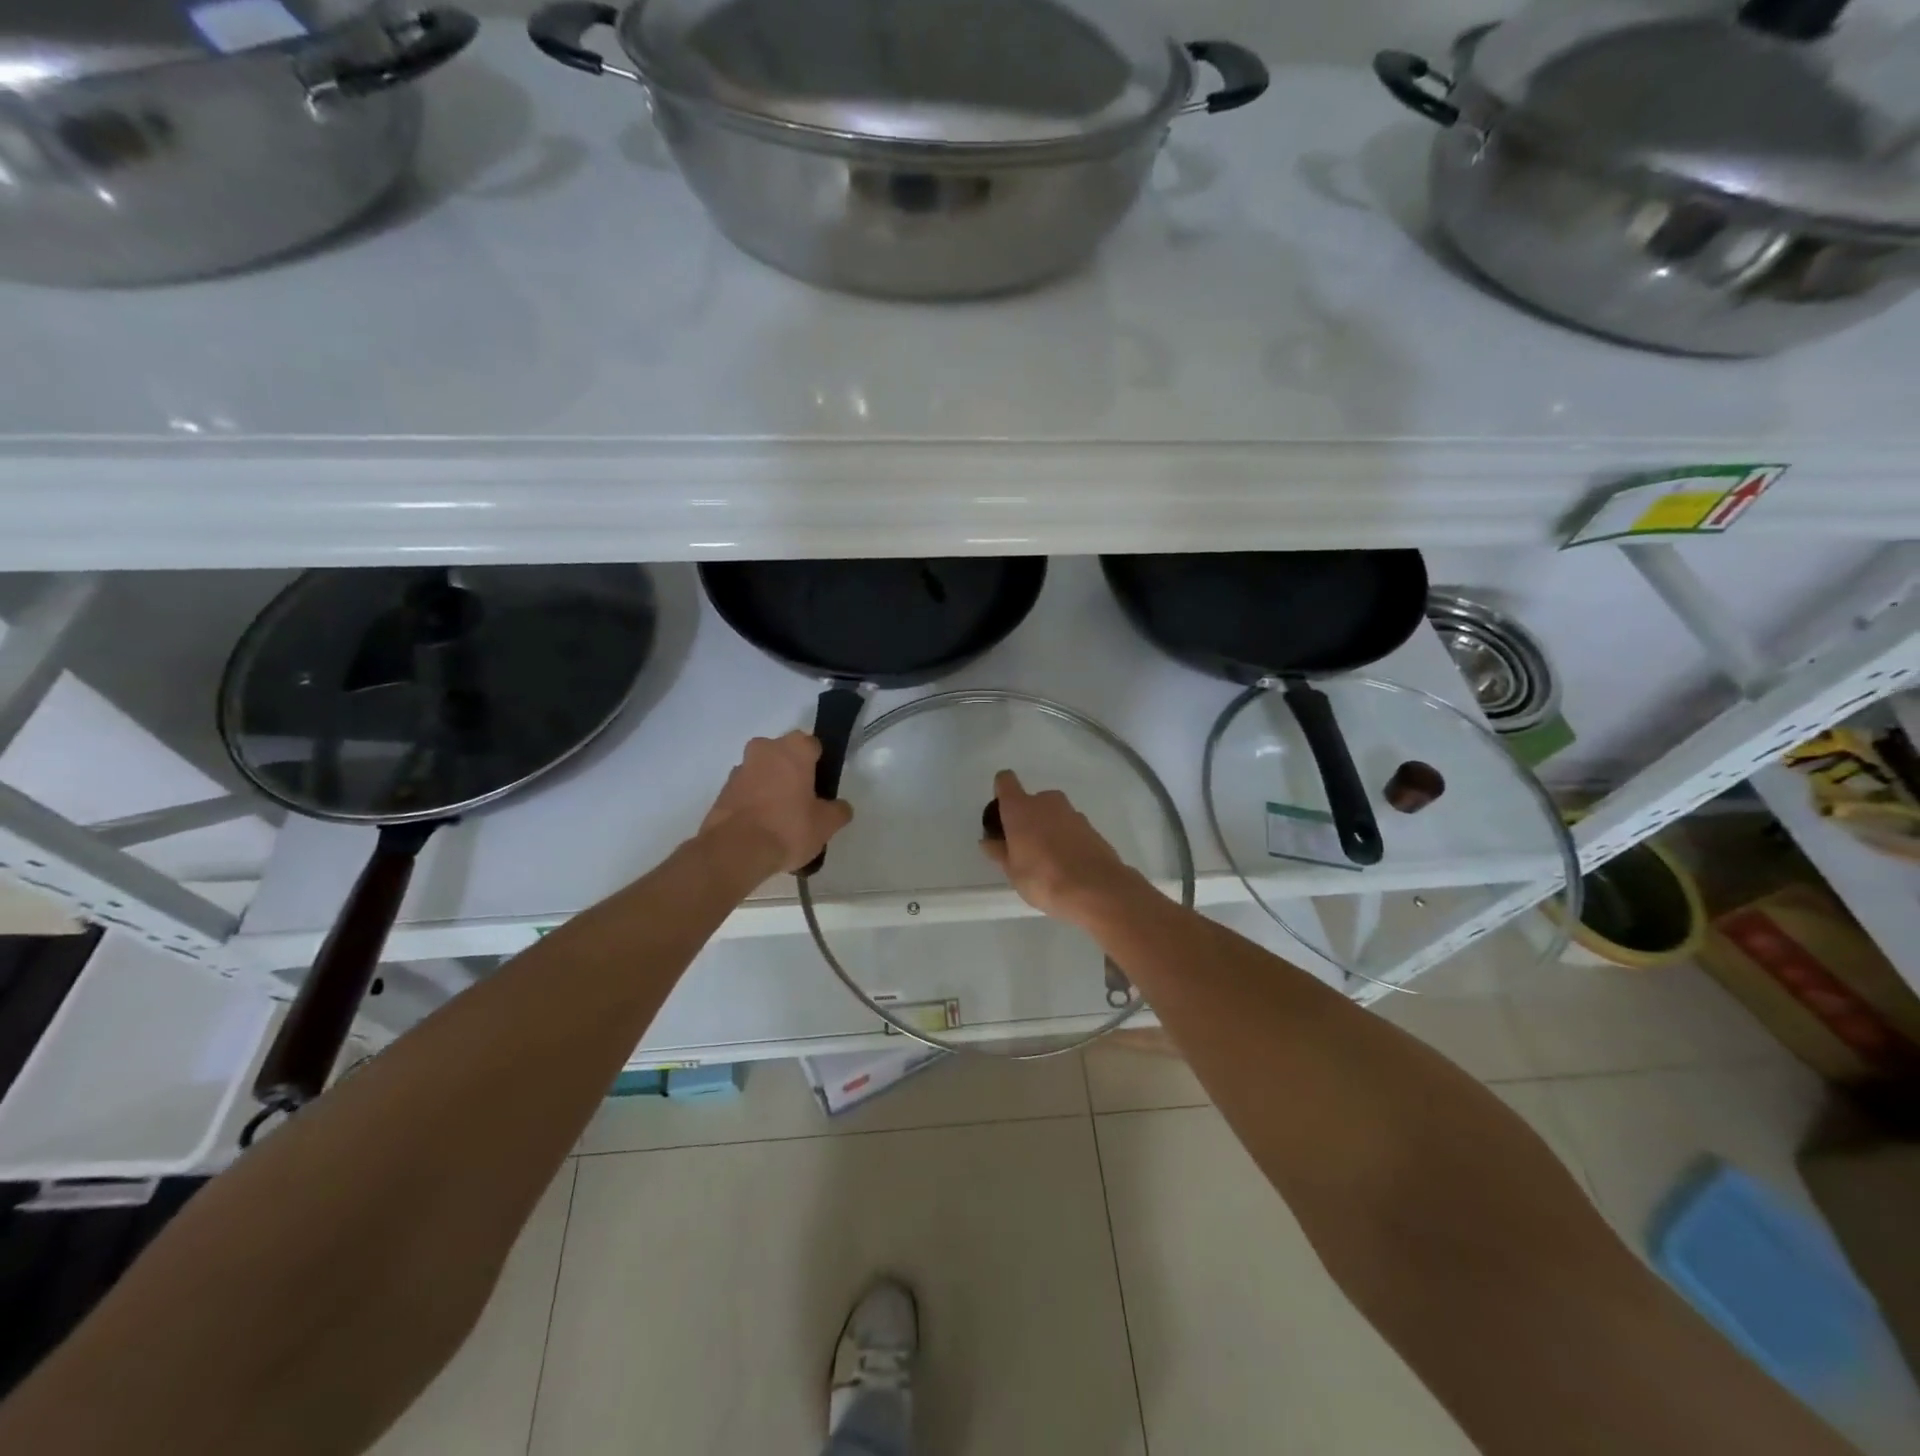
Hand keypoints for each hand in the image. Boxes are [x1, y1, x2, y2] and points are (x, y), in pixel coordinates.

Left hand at [701, 732, 852, 874]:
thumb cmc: (788, 828)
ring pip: (763, 771)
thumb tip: (840, 808)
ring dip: (771, 786)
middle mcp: (765, 749)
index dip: (820, 765)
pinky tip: (762, 826)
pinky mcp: (723, 790)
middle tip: (804, 801)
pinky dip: (754, 801)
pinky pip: (746, 790)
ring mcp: (740, 769)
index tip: (822, 787)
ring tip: (781, 818)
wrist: (735, 850)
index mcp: (794, 749)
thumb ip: (838, 811)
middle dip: (793, 772)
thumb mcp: (826, 824)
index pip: (813, 746)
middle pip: (784, 755)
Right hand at [980, 769, 1141, 929]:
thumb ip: (1000, 852)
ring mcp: (1072, 812)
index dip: (1001, 791)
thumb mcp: (1013, 871)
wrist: (1096, 889)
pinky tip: (1068, 864)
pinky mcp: (1091, 827)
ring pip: (1053, 814)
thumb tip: (988, 841)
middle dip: (1028, 818)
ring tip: (1048, 860)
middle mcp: (1046, 802)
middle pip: (1031, 801)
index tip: (1001, 813)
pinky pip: (1071, 828)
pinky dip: (1067, 839)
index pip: (1005, 781)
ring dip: (1048, 829)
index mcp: (1021, 808)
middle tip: (1024, 846)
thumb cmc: (1043, 878)